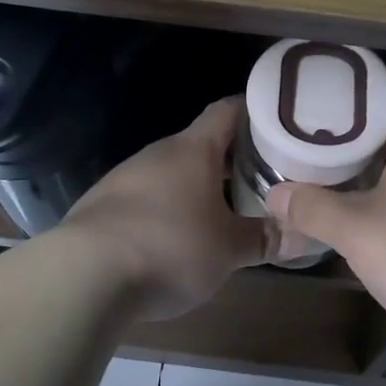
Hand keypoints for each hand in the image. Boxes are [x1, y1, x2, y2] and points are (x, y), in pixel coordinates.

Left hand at [61, 97, 268, 318]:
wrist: (83, 275)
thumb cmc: (169, 247)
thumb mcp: (228, 249)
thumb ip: (265, 239)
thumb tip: (302, 235)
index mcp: (193, 149)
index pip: (227, 110)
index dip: (254, 111)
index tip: (279, 122)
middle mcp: (158, 153)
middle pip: (202, 143)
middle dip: (232, 158)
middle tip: (264, 175)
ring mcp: (125, 177)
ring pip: (173, 171)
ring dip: (199, 185)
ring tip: (226, 209)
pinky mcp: (103, 205)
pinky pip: (147, 196)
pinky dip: (169, 207)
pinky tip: (177, 236)